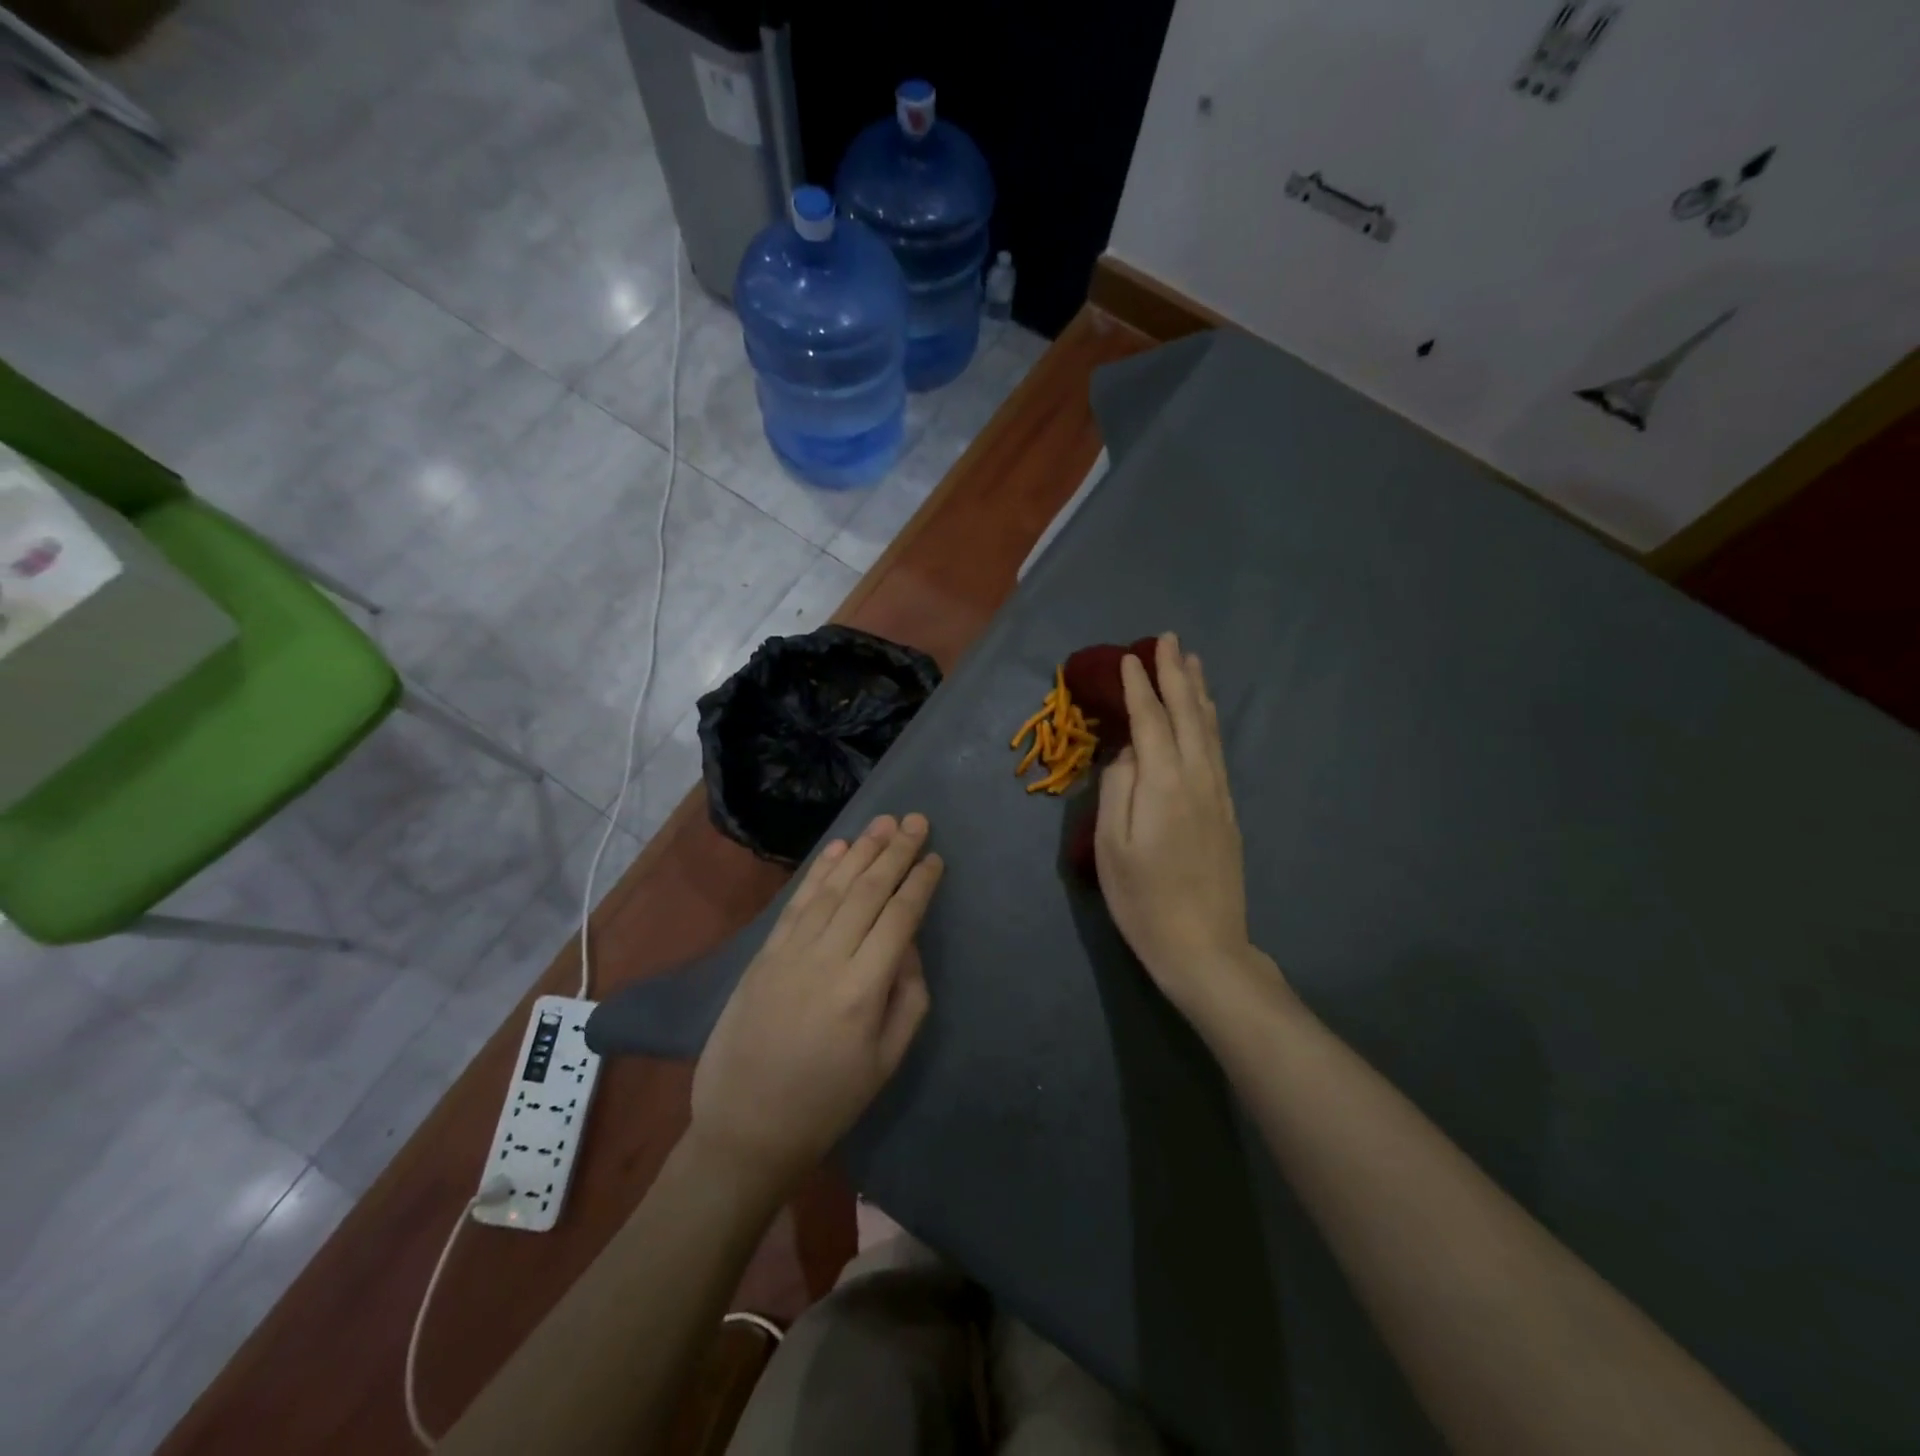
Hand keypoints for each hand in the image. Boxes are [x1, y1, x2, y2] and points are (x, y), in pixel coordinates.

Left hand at [690, 814, 942, 1196]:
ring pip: (832, 888)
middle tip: (916, 819)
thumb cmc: (827, 1102)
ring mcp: (789, 952)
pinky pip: (797, 902)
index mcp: (862, 991)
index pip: (898, 918)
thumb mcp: (886, 1062)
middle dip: (895, 852)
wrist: (746, 1127)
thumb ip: (908, 997)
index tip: (935, 856)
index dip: (919, 883)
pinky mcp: (764, 954)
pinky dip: (819, 871)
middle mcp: (826, 960)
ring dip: (860, 850)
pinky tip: (838, 848)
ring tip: (884, 822)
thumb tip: (907, 944)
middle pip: (867, 892)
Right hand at [1095, 633, 1266, 1019]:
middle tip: (1168, 639)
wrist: (1203, 945)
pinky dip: (1209, 721)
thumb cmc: (1143, 899)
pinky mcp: (1228, 810)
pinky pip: (1217, 749)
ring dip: (1198, 691)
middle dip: (1175, 674)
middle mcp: (1196, 777)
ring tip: (1191, 662)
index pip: (1149, 720)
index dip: (1138, 686)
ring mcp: (1218, 793)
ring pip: (1208, 728)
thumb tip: (1126, 751)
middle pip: (1187, 714)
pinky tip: (1206, 714)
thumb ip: (1116, 788)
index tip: (1128, 657)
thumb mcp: (1111, 846)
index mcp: (1163, 783)